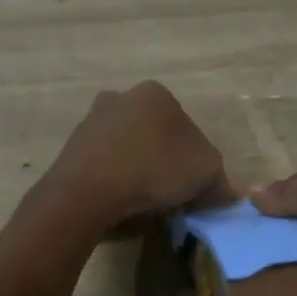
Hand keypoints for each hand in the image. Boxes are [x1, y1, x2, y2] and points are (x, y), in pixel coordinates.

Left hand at [43, 82, 232, 234]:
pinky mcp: (72, 146)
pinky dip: (114, 179)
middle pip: (155, 134)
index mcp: (157, 93)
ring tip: (144, 202)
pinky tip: (119, 201)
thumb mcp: (205, 173)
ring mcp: (92, 120)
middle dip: (164, 161)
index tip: (193, 187)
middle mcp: (122, 96)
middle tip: (171, 194)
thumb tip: (225, 192)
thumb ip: (220, 179)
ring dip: (138, 169)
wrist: (87, 190)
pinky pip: (104, 164)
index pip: (187, 127)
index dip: (195, 160)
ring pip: (128, 147)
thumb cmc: (154, 169)